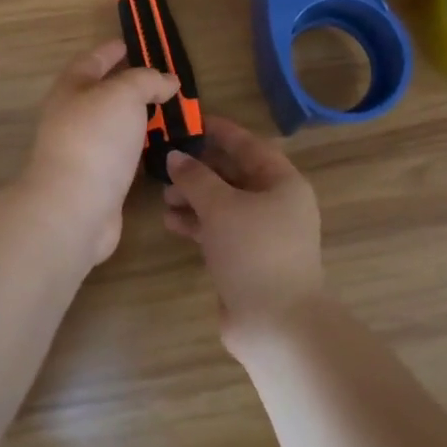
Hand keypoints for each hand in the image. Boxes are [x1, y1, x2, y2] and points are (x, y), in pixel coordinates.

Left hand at [25, 40, 178, 266]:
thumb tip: (167, 81)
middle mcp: (73, 117)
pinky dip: (143, 149)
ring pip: (117, 127)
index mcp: (72, 89)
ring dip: (141, 120)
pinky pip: (125, 156)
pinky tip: (164, 150)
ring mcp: (84, 151)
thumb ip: (147, 80)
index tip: (134, 44)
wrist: (74, 207)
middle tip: (166, 82)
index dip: (113, 50)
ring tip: (172, 114)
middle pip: (104, 94)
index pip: (93, 60)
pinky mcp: (99, 181)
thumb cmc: (96, 138)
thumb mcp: (124, 94)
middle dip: (132, 86)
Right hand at [163, 115, 323, 349]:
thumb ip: (196, 178)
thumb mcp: (221, 207)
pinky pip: (220, 229)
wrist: (277, 325)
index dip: (220, 132)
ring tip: (163, 196)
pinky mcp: (248, 259)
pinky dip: (198, 223)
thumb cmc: (254, 252)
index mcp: (283, 183)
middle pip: (234, 175)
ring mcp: (264, 234)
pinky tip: (171, 222)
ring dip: (195, 198)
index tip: (191, 121)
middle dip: (200, 169)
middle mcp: (277, 203)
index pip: (249, 145)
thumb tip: (175, 156)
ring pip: (224, 203)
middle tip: (167, 163)